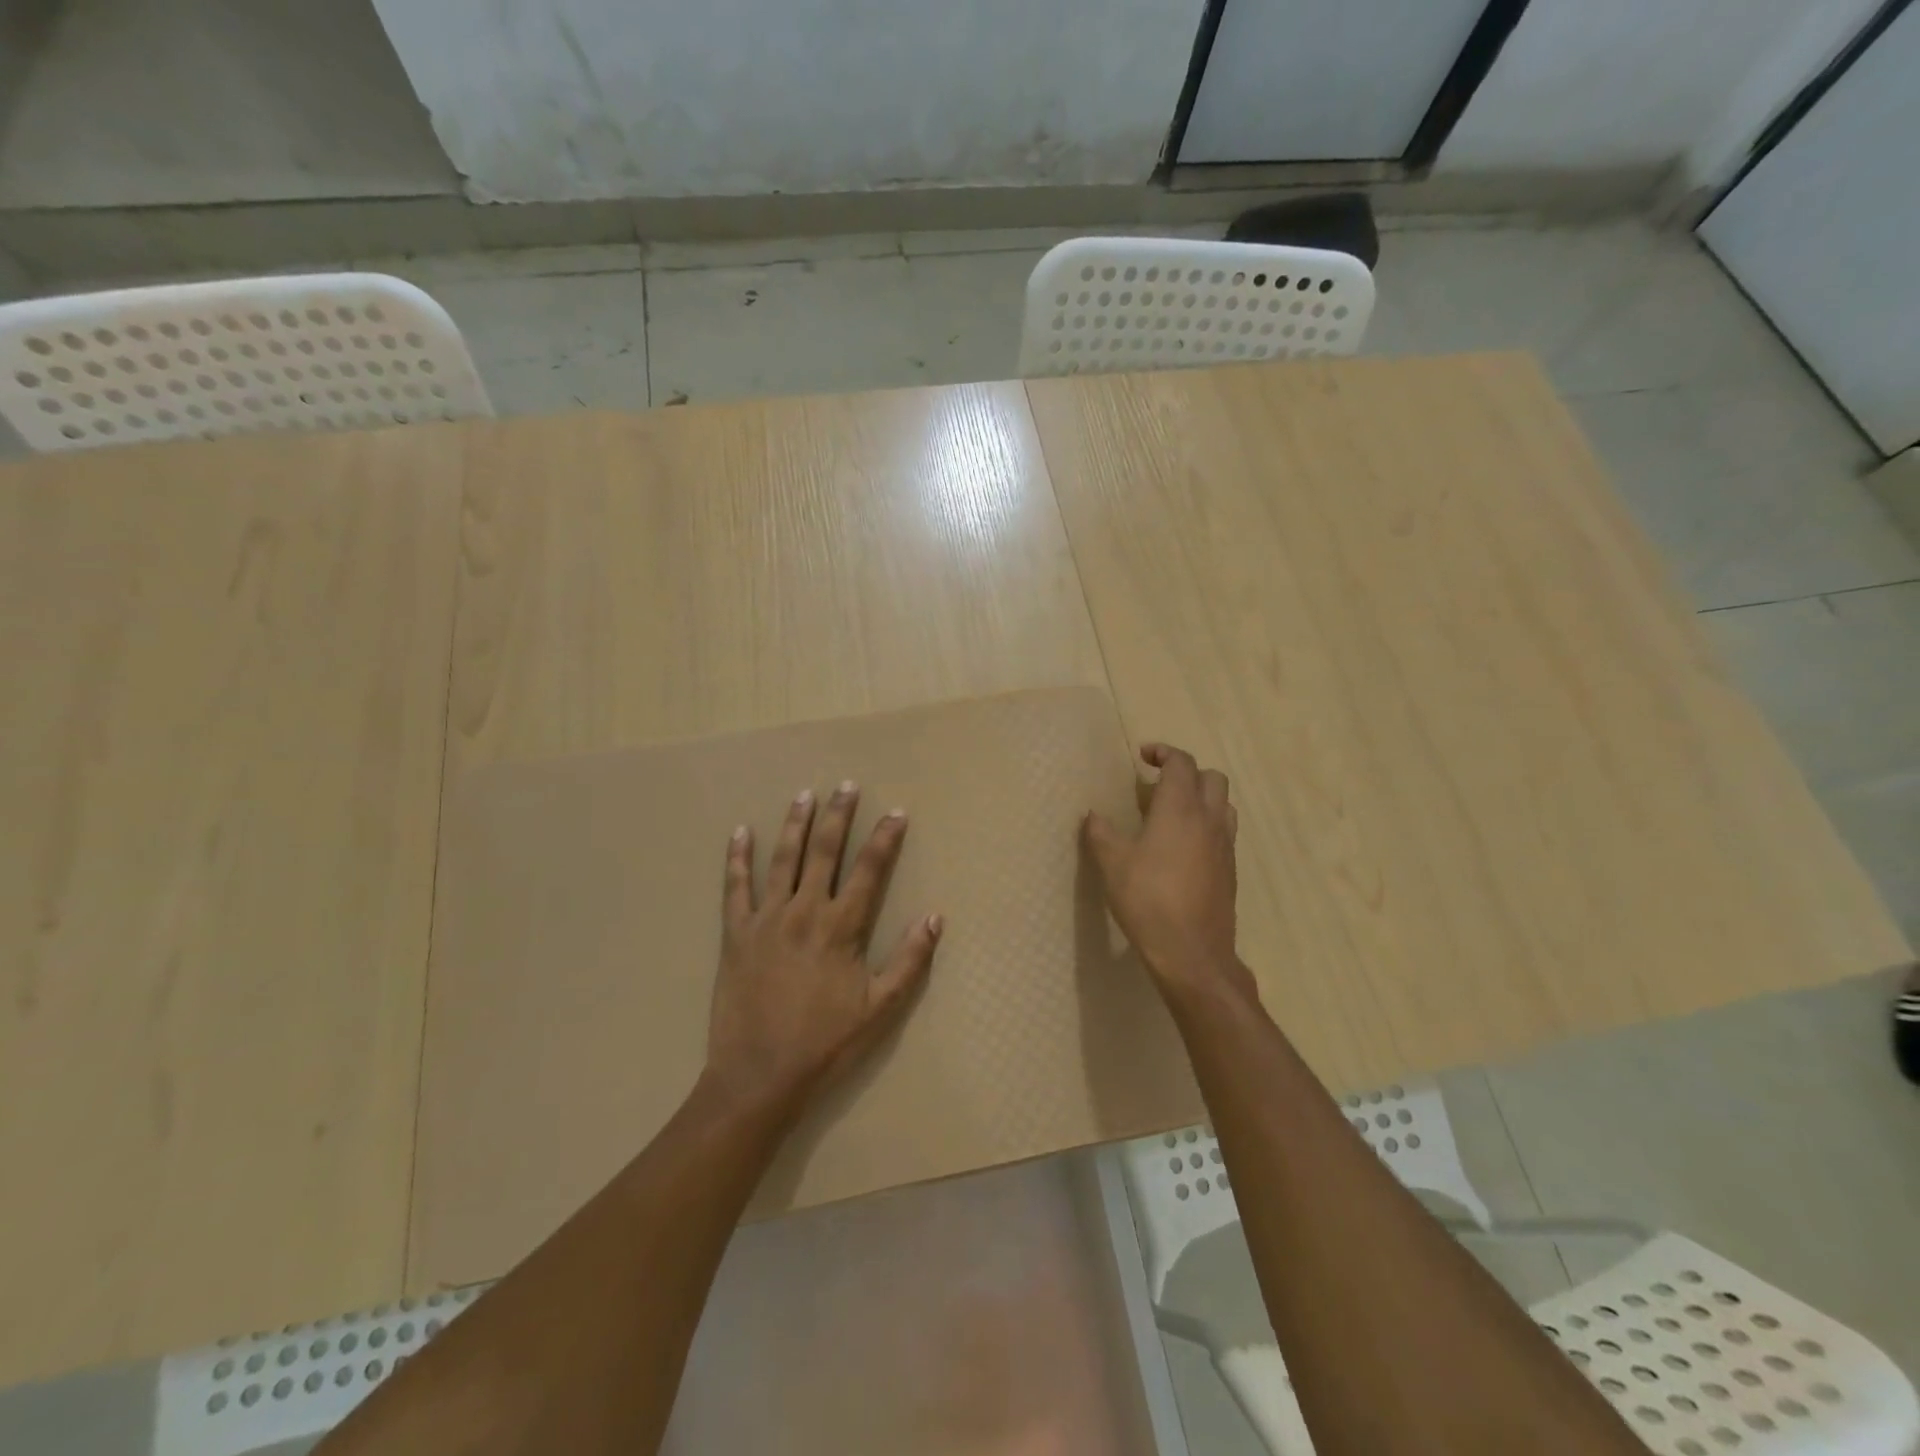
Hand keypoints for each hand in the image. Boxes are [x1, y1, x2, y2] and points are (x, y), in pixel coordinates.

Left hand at [706, 781, 942, 1119]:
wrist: (759, 1076)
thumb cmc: (825, 1044)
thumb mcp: (880, 1009)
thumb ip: (909, 960)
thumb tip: (935, 918)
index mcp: (841, 928)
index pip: (870, 870)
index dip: (885, 838)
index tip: (896, 812)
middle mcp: (804, 912)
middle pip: (824, 851)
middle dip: (838, 816)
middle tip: (846, 786)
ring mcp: (766, 919)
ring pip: (782, 859)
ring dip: (794, 824)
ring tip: (804, 795)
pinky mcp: (735, 934)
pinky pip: (734, 888)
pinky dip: (736, 858)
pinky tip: (739, 832)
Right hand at [1083, 743, 1254, 1006]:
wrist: (1191, 952)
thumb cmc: (1148, 900)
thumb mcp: (1113, 864)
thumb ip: (1101, 833)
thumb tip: (1093, 814)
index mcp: (1180, 809)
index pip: (1181, 763)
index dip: (1164, 752)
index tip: (1144, 756)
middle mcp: (1209, 820)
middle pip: (1212, 778)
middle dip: (1186, 772)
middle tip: (1158, 785)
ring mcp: (1225, 846)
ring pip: (1224, 804)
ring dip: (1202, 798)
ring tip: (1173, 813)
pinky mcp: (1230, 870)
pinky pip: (1224, 832)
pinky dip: (1207, 825)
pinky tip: (1183, 848)